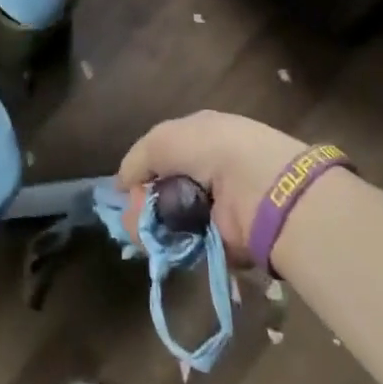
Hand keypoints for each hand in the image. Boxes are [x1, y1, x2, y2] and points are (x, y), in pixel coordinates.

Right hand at [116, 111, 308, 263]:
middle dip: (143, 202)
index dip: (141, 171)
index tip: (126, 189)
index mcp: (199, 137)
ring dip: (152, 226)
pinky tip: (160, 244)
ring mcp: (216, 206)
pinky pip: (187, 244)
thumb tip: (122, 185)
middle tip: (132, 215)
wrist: (260, 187)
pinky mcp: (222, 241)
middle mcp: (208, 169)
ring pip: (171, 219)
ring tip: (143, 232)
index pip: (161, 154)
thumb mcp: (163, 139)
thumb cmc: (210, 149)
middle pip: (163, 189)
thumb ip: (138, 160)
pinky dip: (171, 246)